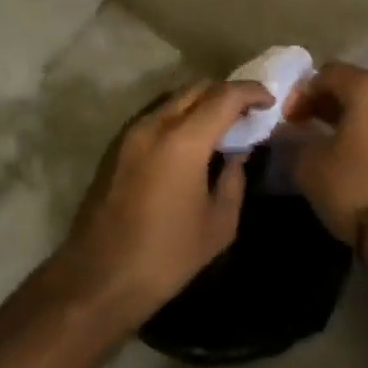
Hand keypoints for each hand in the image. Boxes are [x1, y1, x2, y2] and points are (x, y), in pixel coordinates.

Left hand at [56, 80, 272, 325]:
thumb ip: (234, 179)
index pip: (225, 96)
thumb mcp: (218, 224)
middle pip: (197, 88)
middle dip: (227, 93)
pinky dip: (179, 116)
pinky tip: (189, 143)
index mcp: (183, 140)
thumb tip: (237, 153)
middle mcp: (155, 124)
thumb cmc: (166, 257)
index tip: (269, 101)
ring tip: (220, 127)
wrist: (98, 280)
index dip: (251, 92)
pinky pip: (156, 115)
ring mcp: (130, 132)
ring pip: (174, 98)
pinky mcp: (116, 146)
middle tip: (247, 114)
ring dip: (201, 102)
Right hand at [286, 63, 367, 266]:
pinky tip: (349, 149)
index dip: (301, 94)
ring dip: (346, 115)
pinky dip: (366, 128)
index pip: (326, 74)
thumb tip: (289, 130)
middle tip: (301, 124)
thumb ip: (294, 137)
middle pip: (352, 84)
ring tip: (323, 138)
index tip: (286, 119)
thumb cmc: (354, 186)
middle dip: (324, 102)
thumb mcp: (309, 163)